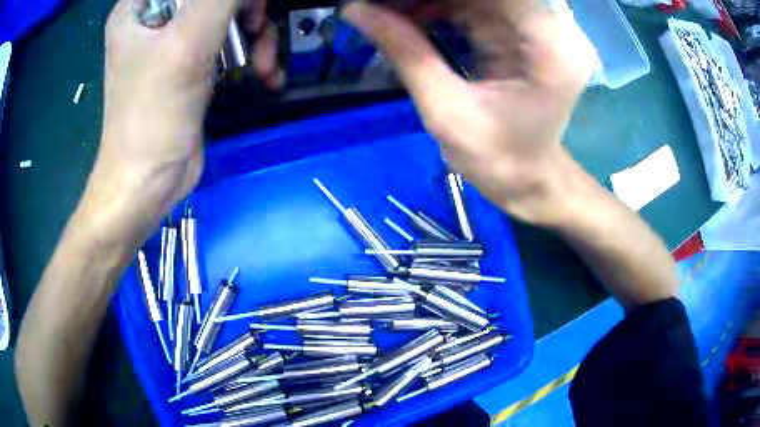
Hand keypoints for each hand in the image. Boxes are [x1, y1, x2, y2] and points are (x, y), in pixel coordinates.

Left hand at [88, 0, 279, 241]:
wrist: (150, 181)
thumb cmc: (153, 115)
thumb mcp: (189, 42)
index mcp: (139, 5)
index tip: (248, 11)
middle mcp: (156, 16)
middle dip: (247, 9)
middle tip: (259, 29)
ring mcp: (174, 38)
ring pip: (229, 12)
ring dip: (256, 33)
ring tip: (264, 62)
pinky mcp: (191, 60)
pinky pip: (229, 38)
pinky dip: (251, 51)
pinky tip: (264, 72)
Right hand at [343, 0, 596, 224]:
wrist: (528, 180)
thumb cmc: (498, 160)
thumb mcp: (447, 110)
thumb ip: (405, 52)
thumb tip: (355, 10)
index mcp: (549, 46)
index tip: (385, 1)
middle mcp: (552, 28)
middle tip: (376, 4)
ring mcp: (539, 29)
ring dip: (428, 0)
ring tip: (384, 9)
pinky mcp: (523, 34)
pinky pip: (476, 6)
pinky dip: (440, 6)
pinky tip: (406, 15)